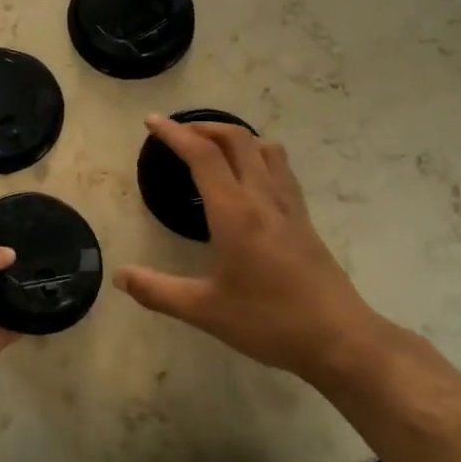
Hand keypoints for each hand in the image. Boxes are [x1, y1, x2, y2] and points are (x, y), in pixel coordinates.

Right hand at [115, 116, 384, 386]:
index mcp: (235, 214)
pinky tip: (248, 177)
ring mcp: (289, 206)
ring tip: (211, 147)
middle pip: (236, 139)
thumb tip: (120, 276)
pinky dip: (257, 155)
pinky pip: (280, 168)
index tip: (151, 122)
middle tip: (176, 133)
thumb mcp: (205, 311)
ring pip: (264, 148)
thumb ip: (158, 291)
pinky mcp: (304, 218)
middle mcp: (263, 198)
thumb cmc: (269, 322)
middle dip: (203, 127)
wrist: (340, 339)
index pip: (202, 156)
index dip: (174, 133)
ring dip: (234, 136)